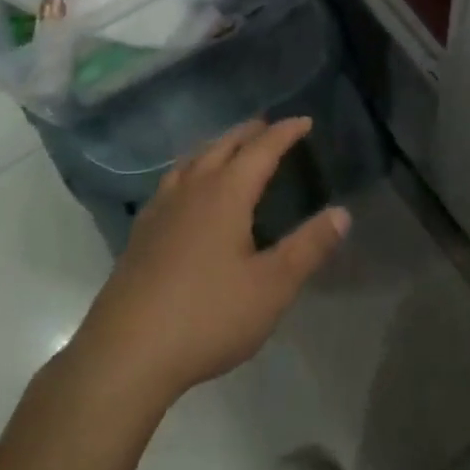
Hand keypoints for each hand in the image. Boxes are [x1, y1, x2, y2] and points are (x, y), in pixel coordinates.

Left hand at [71, 117, 350, 408]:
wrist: (127, 349)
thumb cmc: (208, 315)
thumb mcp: (271, 287)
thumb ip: (308, 247)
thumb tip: (342, 213)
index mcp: (225, 193)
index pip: (261, 149)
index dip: (285, 133)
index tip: (304, 120)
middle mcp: (192, 189)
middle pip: (223, 146)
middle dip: (249, 132)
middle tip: (269, 126)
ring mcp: (161, 208)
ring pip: (192, 159)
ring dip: (217, 146)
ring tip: (230, 148)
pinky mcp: (142, 230)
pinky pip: (173, 181)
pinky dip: (191, 169)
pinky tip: (188, 191)